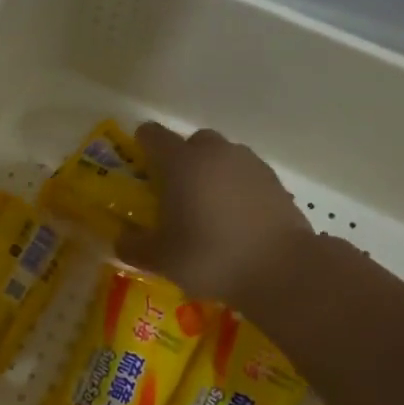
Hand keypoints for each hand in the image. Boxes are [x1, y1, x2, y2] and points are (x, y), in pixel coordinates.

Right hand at [115, 123, 313, 306]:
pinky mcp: (275, 182)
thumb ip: (133, 246)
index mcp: (181, 163)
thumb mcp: (160, 259)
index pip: (153, 135)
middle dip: (181, 160)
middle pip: (192, 142)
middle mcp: (215, 153)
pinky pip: (246, 176)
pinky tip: (235, 219)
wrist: (282, 269)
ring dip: (211, 173)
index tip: (139, 167)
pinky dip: (236, 189)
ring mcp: (250, 164)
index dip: (142, 146)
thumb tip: (121, 239)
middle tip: (174, 192)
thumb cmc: (210, 256)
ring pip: (222, 157)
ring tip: (207, 209)